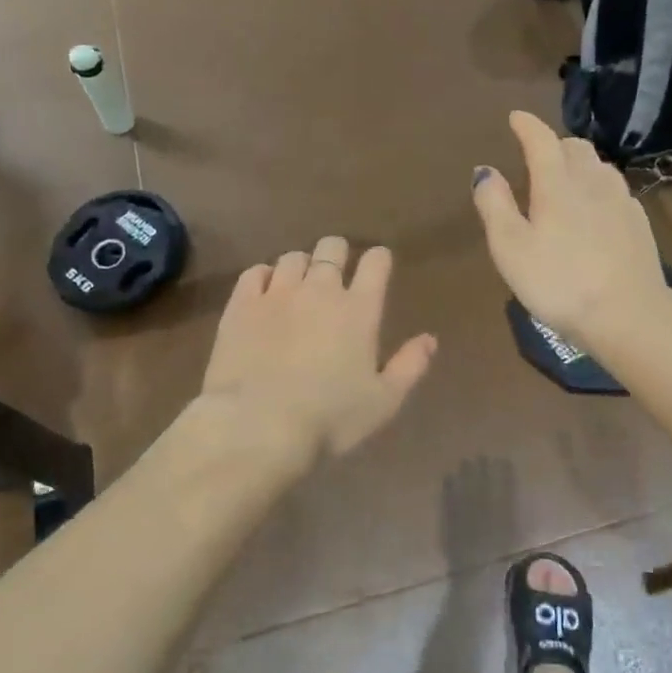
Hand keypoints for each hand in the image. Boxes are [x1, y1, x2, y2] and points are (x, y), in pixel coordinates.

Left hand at [199, 238, 435, 469]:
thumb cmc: (330, 418)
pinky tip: (264, 291)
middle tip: (336, 272)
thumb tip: (430, 339)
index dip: (379, 259)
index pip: (376, 262)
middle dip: (337, 253)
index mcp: (359, 310)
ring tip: (299, 285)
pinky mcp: (241, 305)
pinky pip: (255, 272)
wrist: (259, 425)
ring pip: (292, 257)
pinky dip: (264, 276)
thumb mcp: (383, 402)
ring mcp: (277, 293)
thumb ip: (410, 366)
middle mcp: (320, 290)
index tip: (377, 266)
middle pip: (332, 247)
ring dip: (301, 266)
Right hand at [472, 111, 668, 341]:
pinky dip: (598, 187)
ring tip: (566, 179)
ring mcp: (621, 201)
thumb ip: (495, 206)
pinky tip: (595, 209)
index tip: (516, 117)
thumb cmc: (559, 282)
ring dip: (579, 163)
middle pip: (575, 148)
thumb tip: (485, 171)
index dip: (526, 126)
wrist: (628, 314)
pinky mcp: (638, 223)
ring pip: (599, 166)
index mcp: (557, 184)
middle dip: (554, 144)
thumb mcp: (511, 248)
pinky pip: (615, 189)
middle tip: (538, 155)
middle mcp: (592, 182)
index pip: (541, 140)